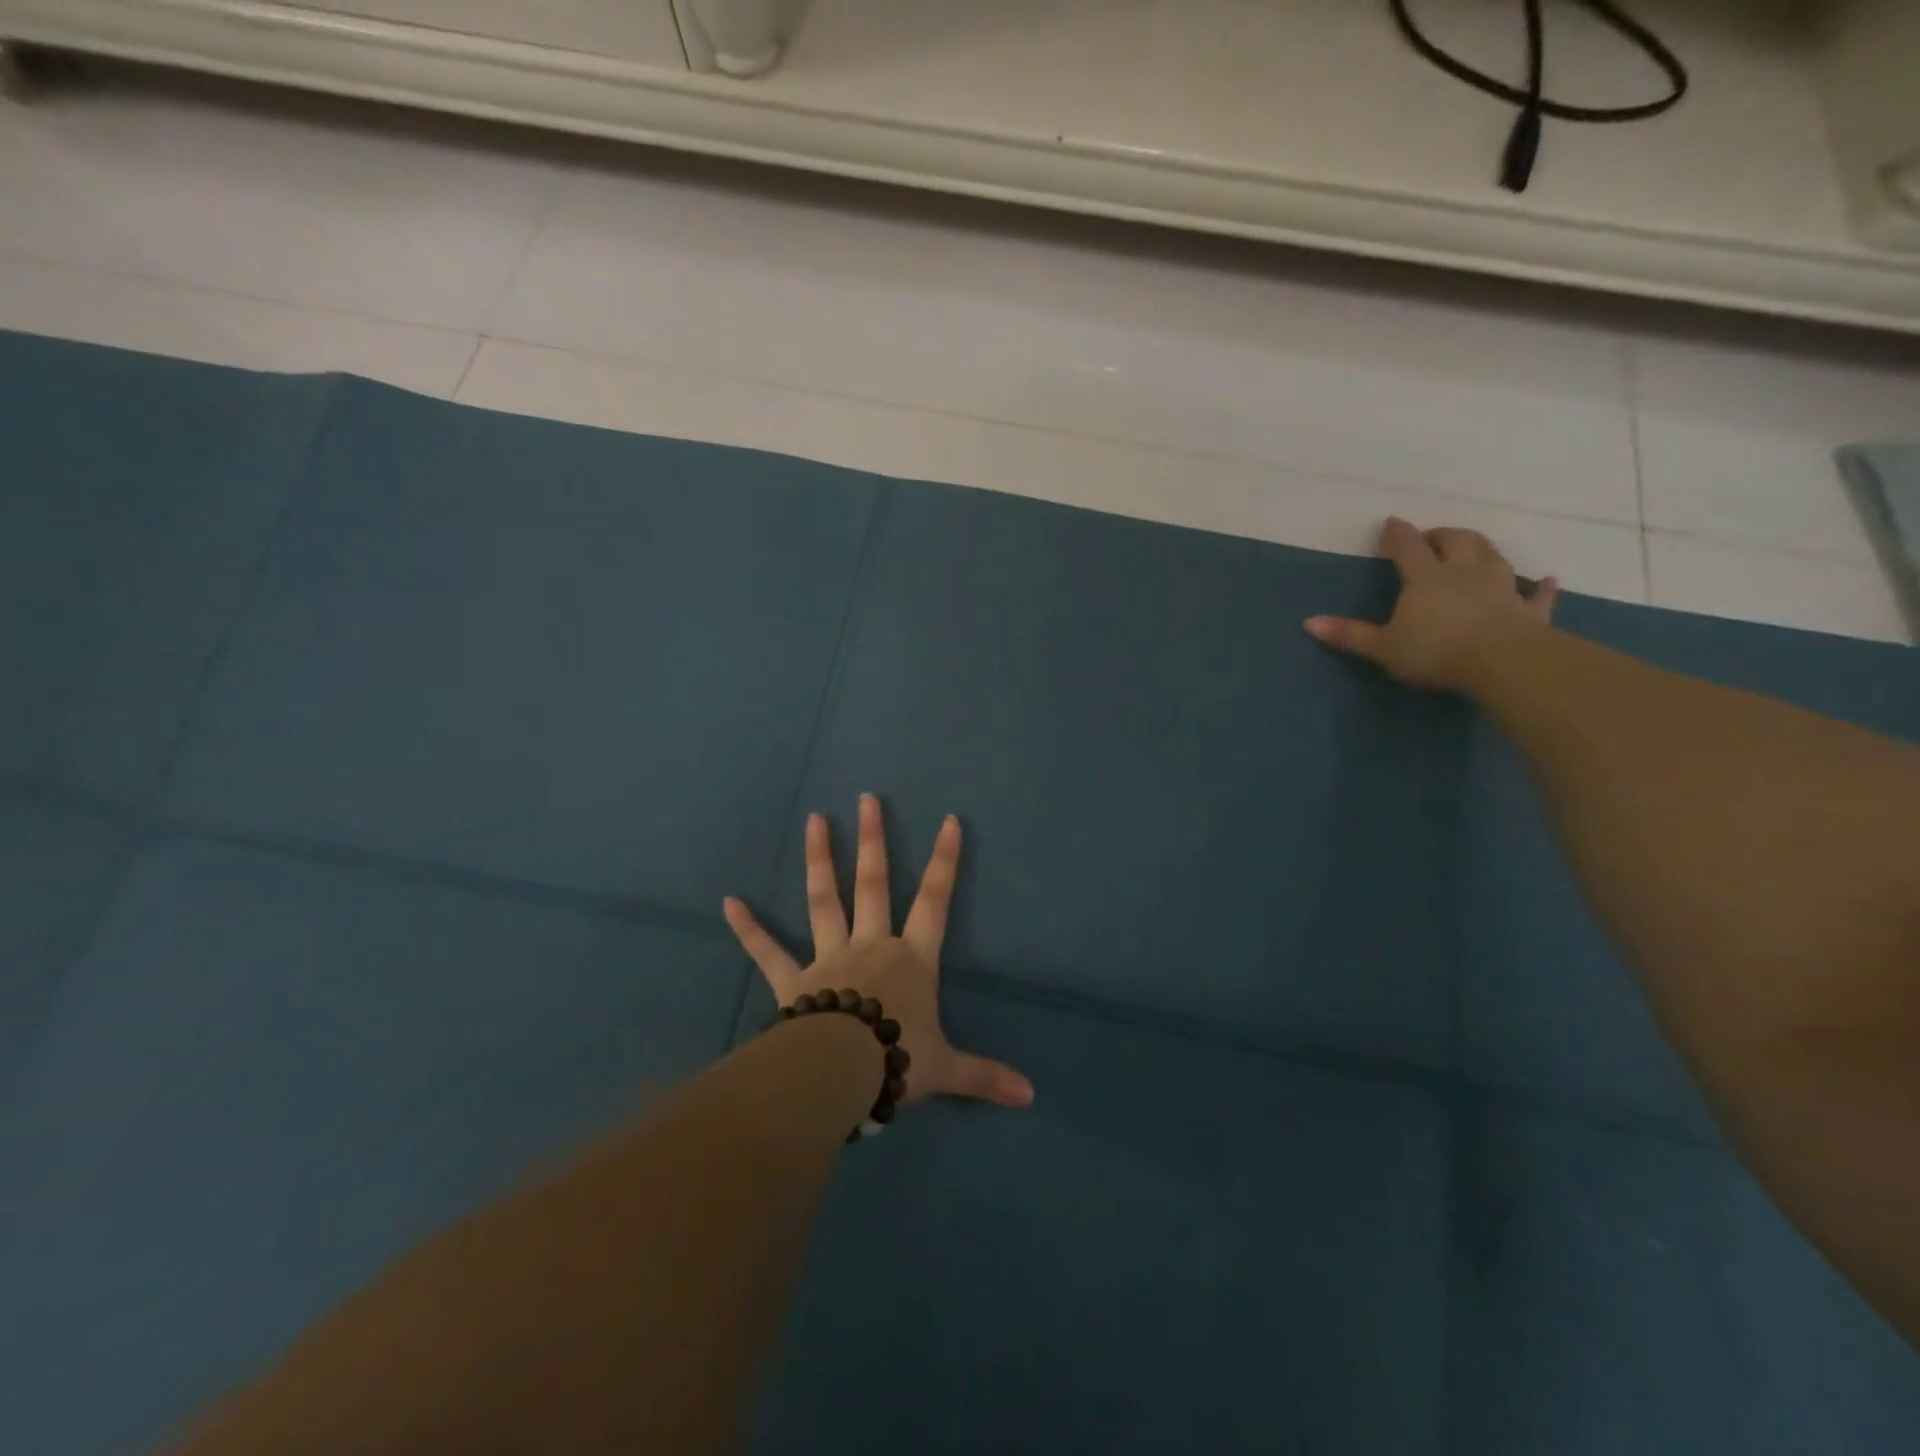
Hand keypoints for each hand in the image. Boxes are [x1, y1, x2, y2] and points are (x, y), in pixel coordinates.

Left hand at [723, 794, 1034, 1110]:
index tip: (948, 820)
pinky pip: (768, 951)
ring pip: (824, 900)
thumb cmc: (897, 1061)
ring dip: (819, 859)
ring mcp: (828, 957)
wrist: (839, 1075)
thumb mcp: (948, 1069)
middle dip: (872, 840)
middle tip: (867, 799)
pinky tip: (728, 902)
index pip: (935, 901)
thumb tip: (1032, 1096)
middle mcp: (871, 945)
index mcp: (911, 959)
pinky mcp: (792, 980)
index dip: (945, 861)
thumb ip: (986, 1075)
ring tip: (814, 819)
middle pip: (873, 883)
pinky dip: (748, 928)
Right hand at [1303, 517, 1557, 691]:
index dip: (1398, 534)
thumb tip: (1308, 623)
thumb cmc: (1435, 652)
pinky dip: (1542, 586)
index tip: (1391, 523)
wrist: (1502, 663)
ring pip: (1493, 555)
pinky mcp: (1529, 610)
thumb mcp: (1382, 647)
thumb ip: (1349, 634)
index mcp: (1426, 578)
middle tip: (1432, 537)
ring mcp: (1502, 588)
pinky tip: (1548, 580)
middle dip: (1442, 534)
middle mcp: (1465, 572)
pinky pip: (1538, 594)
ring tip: (1472, 547)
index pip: (1409, 547)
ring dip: (1481, 548)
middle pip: (1456, 540)